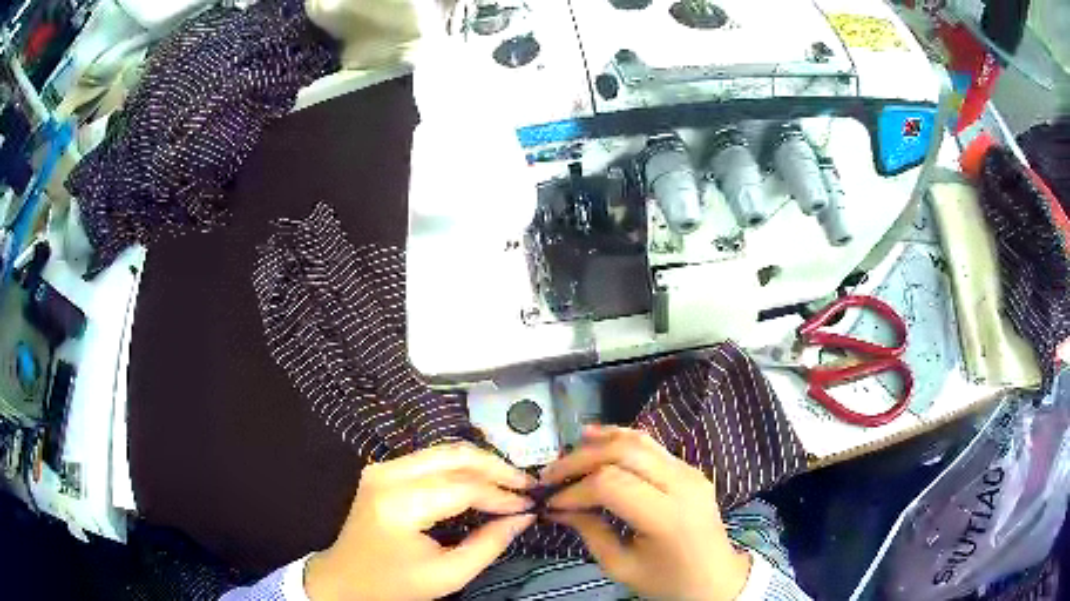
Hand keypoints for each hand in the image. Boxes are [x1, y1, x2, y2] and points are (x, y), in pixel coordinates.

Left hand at [306, 444, 536, 600]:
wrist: (345, 579)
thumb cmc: (395, 584)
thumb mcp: (448, 575)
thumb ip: (488, 545)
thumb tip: (523, 518)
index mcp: (400, 504)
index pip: (462, 487)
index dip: (500, 495)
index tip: (529, 505)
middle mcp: (388, 475)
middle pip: (454, 455)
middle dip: (495, 467)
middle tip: (526, 485)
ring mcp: (382, 467)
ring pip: (444, 451)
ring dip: (480, 464)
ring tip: (509, 483)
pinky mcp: (383, 469)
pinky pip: (431, 459)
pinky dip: (461, 467)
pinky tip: (480, 481)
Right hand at [541, 426, 751, 600]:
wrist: (716, 578)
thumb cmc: (668, 580)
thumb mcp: (622, 566)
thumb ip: (589, 532)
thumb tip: (557, 507)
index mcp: (667, 517)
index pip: (611, 485)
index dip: (575, 490)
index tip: (552, 501)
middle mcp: (682, 485)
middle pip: (623, 453)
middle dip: (581, 460)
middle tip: (552, 475)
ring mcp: (690, 471)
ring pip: (639, 440)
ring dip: (599, 442)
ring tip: (568, 451)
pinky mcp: (690, 468)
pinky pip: (651, 445)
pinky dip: (620, 440)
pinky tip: (597, 440)